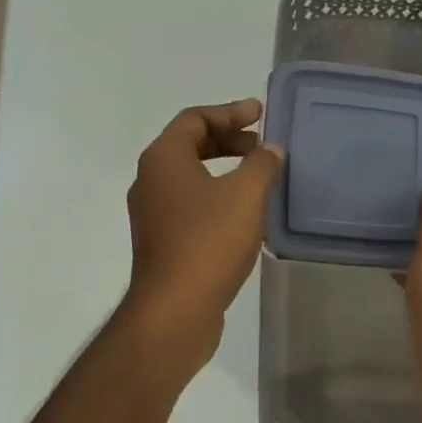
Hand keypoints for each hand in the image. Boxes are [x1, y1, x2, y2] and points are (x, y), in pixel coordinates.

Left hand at [123, 99, 282, 361]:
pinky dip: (217, 198)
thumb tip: (270, 149)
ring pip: (191, 178)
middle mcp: (150, 181)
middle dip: (228, 140)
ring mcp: (153, 214)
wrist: (175, 310)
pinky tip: (245, 214)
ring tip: (258, 177)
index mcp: (163, 159)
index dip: (230, 112)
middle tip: (262, 145)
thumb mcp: (245, 195)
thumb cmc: (208, 241)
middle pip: (190, 145)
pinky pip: (191, 206)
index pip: (195, 119)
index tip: (260, 114)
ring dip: (224, 170)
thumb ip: (262, 164)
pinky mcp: (162, 242)